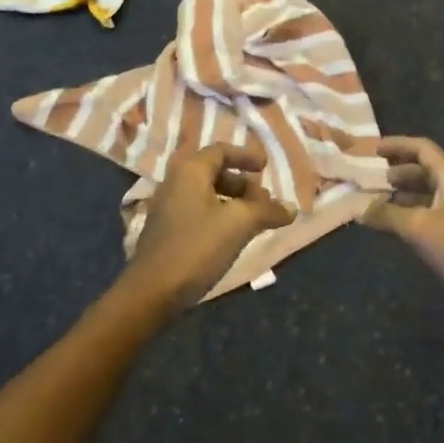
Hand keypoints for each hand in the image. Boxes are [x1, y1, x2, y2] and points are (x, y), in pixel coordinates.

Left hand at [119, 144, 294, 315]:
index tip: (264, 167)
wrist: (152, 292)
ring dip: (232, 203)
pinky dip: (219, 216)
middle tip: (264, 201)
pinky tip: (232, 238)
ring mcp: (168, 209)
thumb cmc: (197, 246)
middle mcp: (175, 183)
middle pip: (214, 173)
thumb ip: (267, 211)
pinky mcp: (166, 232)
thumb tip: (291, 208)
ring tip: (253, 221)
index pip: (220, 151)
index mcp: (190, 171)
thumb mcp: (239, 224)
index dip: (245, 156)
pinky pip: (198, 212)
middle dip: (242, 184)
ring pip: (206, 195)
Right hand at [364, 137, 443, 332]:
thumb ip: (387, 215)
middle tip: (372, 179)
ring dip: (406, 193)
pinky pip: (435, 210)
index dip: (396, 146)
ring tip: (379, 201)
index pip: (422, 148)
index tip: (372, 150)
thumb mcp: (419, 229)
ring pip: (430, 191)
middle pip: (426, 168)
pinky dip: (415, 211)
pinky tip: (399, 224)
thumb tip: (359, 208)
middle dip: (399, 172)